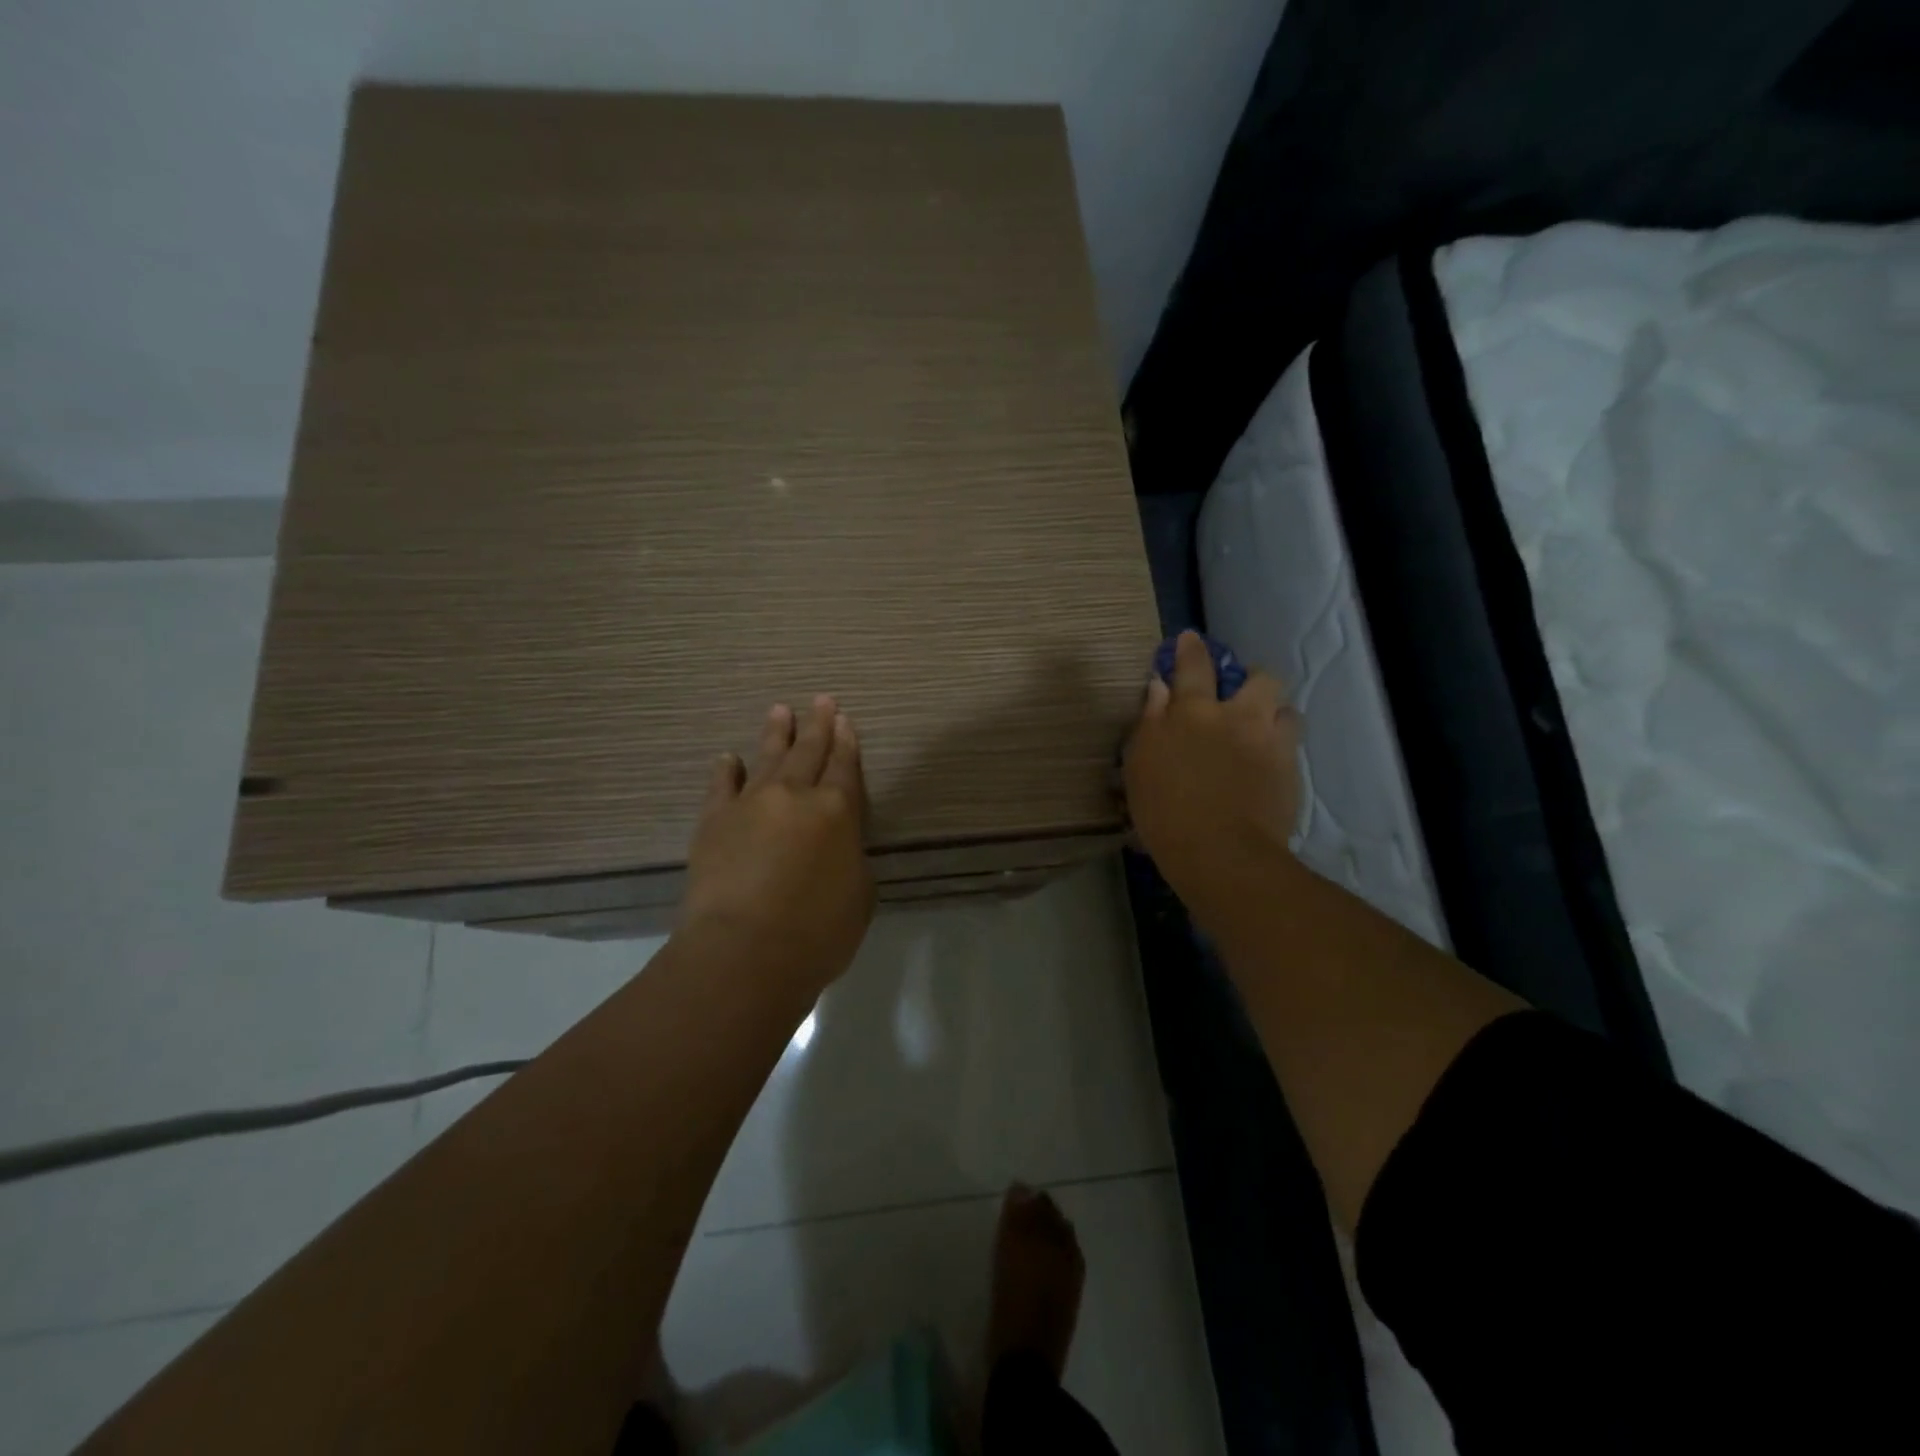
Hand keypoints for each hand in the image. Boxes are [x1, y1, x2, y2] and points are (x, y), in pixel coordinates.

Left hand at [681, 695, 876, 998]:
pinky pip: (721, 785)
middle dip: (818, 725)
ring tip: (781, 710)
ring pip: (768, 757)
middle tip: (822, 699)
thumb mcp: (859, 897)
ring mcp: (751, 804)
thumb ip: (851, 860)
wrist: (744, 951)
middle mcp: (796, 796)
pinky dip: (727, 770)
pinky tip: (729, 758)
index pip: (846, 767)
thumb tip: (838, 847)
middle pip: (809, 751)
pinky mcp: (714, 820)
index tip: (845, 719)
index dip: (847, 743)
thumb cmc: (816, 933)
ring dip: (776, 733)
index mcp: (838, 812)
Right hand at [1122, 632, 1302, 929]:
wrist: (1221, 853)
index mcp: (1194, 712)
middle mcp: (1238, 717)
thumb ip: (1150, 721)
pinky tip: (1266, 767)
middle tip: (1241, 693)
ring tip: (1261, 730)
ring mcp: (1271, 743)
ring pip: (1286, 711)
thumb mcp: (1140, 764)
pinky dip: (1279, 749)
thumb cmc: (1165, 810)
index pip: (1193, 666)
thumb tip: (1159, 688)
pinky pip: (1290, 748)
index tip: (1191, 639)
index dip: (1191, 649)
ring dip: (1274, 714)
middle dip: (1253, 679)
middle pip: (1261, 679)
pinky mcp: (1291, 773)